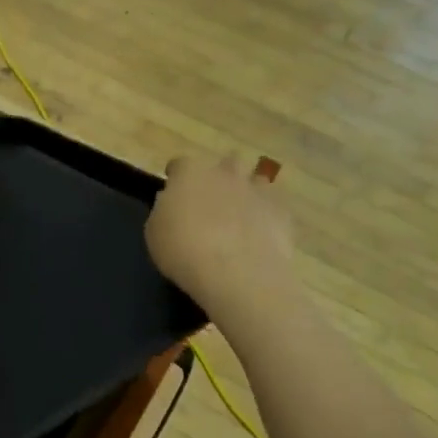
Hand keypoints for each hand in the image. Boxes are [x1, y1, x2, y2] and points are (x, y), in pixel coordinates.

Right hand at [145, 155, 294, 314]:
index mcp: (190, 173)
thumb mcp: (155, 232)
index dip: (177, 177)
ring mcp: (257, 190)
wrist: (237, 273)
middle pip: (224, 163)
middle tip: (212, 202)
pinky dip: (267, 215)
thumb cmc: (184, 251)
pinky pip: (274, 206)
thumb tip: (174, 204)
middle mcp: (226, 173)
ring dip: (247, 192)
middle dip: (219, 177)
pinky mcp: (282, 212)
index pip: (180, 164)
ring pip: (254, 180)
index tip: (174, 192)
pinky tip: (259, 234)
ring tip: (240, 217)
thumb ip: (165, 210)